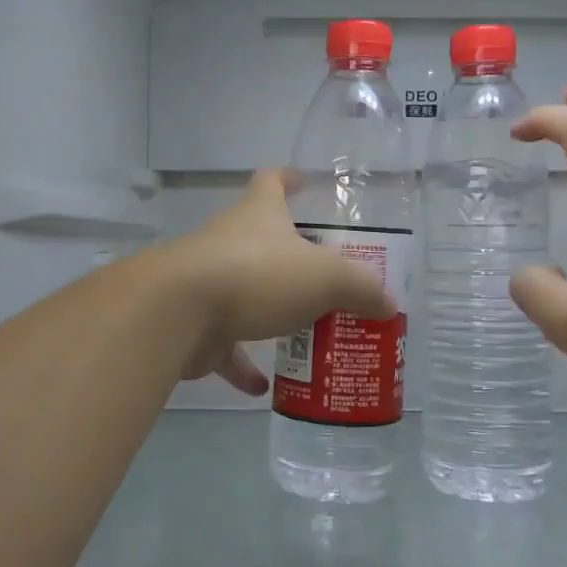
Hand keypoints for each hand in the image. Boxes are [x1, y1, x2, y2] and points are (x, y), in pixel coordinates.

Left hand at [162, 170, 396, 396]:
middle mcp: (230, 242)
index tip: (302, 181)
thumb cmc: (257, 275)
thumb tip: (388, 302)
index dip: (288, 179)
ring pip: (245, 295)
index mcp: (259, 216)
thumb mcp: (325, 277)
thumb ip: (360, 288)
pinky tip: (267, 388)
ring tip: (304, 337)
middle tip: (325, 279)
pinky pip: (226, 346)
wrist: (178, 312)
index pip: (271, 183)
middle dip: (291, 259)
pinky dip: (244, 366)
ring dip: (270, 314)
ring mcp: (208, 283)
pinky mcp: (195, 324)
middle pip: (262, 242)